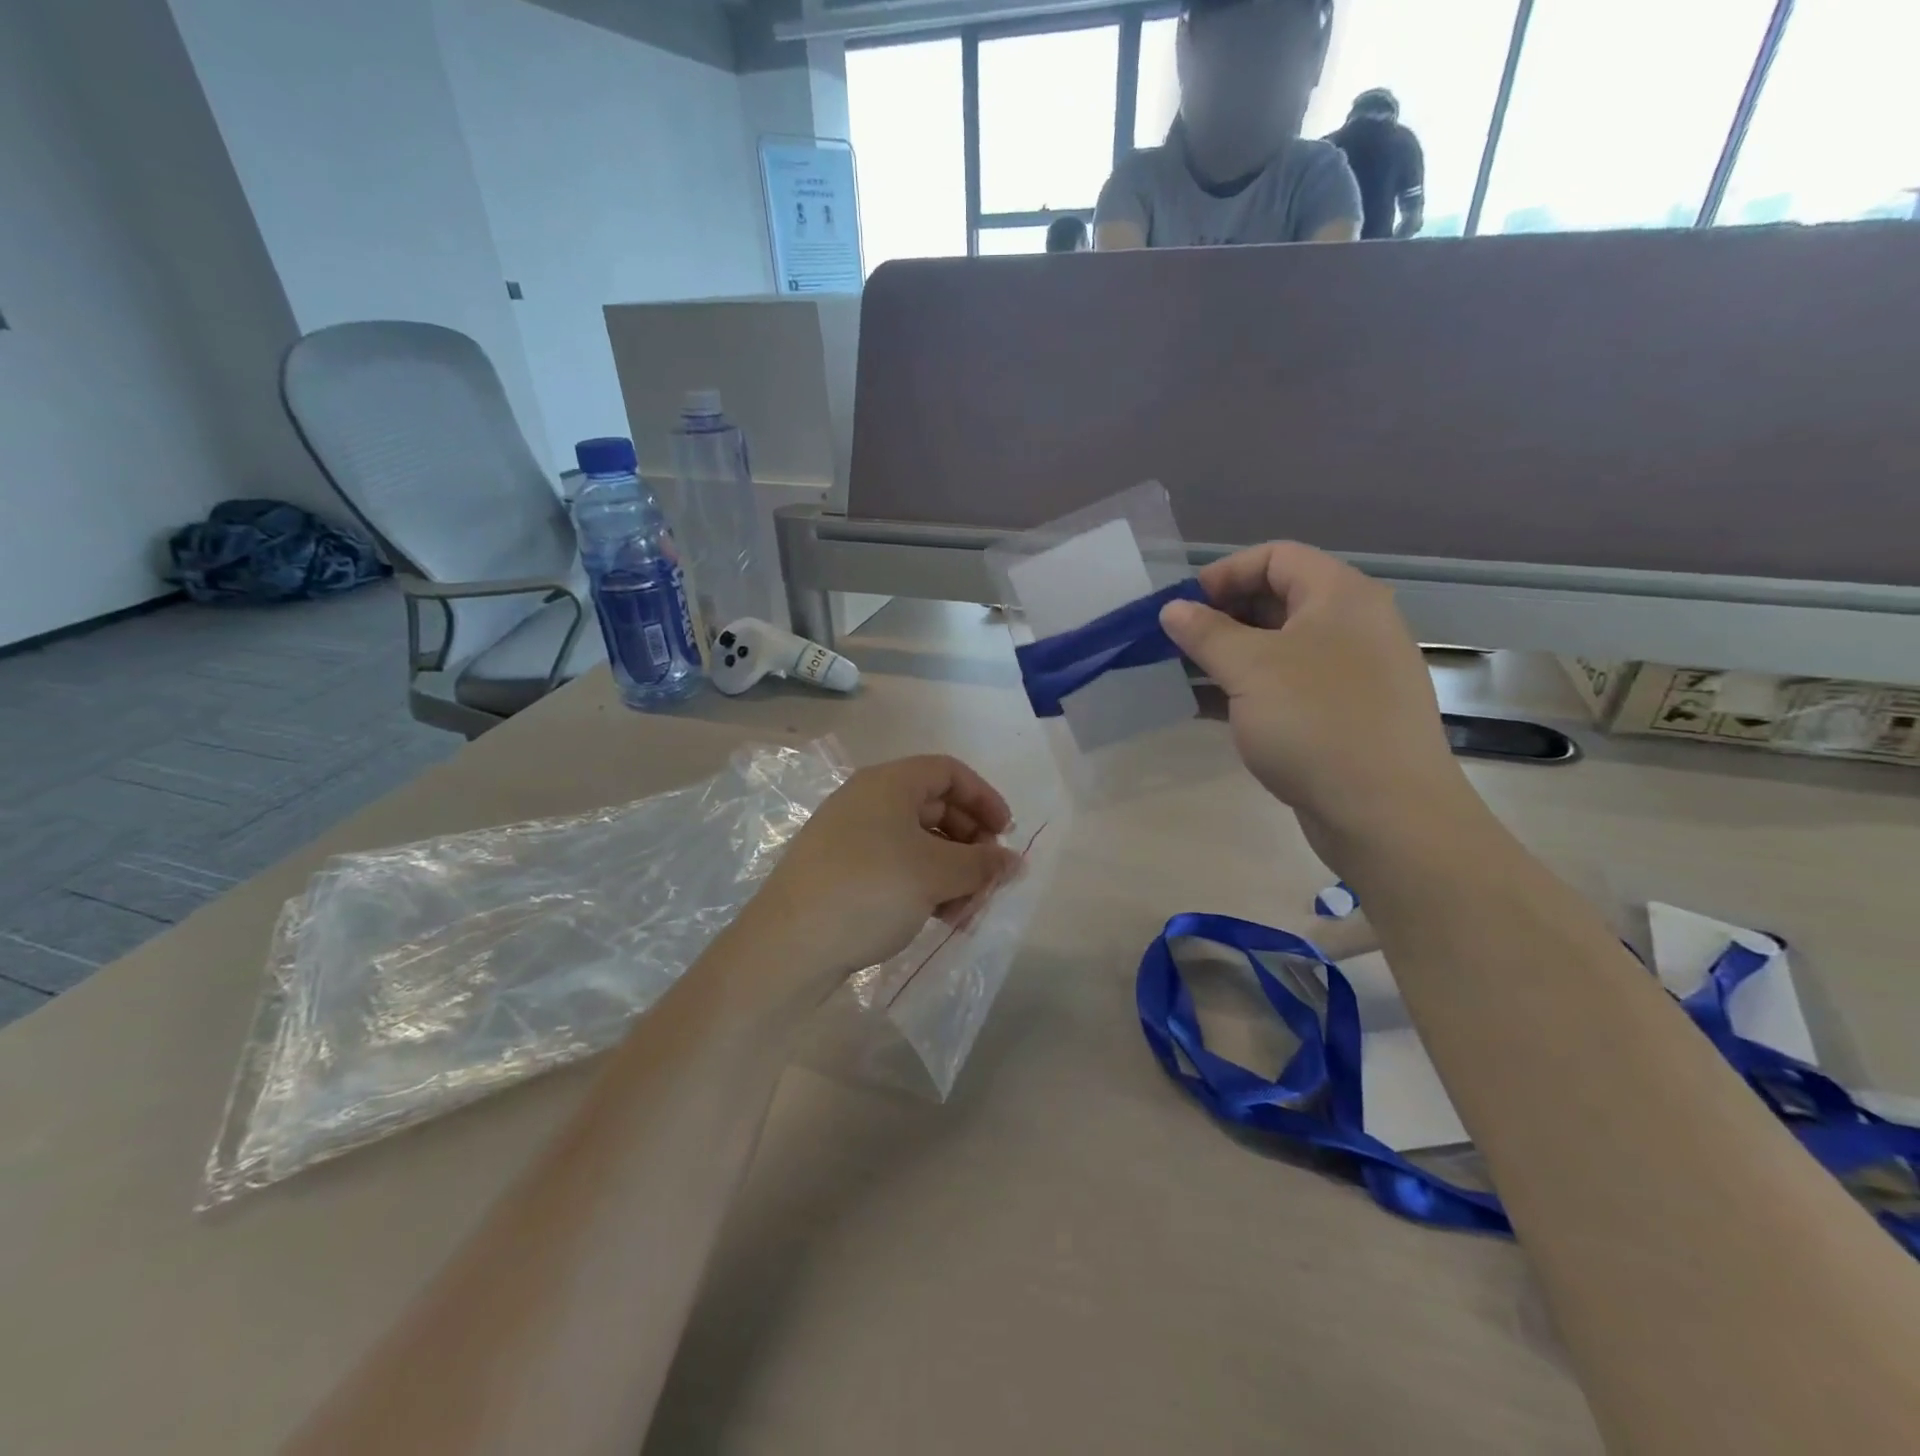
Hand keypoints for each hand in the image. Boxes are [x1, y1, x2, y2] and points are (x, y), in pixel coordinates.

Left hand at [732, 756, 1024, 998]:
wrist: (788, 946)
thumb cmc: (870, 890)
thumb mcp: (936, 874)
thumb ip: (982, 864)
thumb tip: (1014, 862)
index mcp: (888, 783)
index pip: (949, 772)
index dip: (984, 798)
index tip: (1006, 834)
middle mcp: (867, 801)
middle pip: (935, 808)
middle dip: (970, 844)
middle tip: (989, 879)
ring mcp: (849, 837)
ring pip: (917, 843)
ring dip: (951, 873)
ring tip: (966, 913)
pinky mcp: (840, 872)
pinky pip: (895, 866)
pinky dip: (923, 886)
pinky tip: (939, 920)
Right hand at [1159, 542, 1476, 864]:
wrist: (1385, 813)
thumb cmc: (1316, 723)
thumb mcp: (1249, 669)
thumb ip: (1206, 632)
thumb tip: (1174, 609)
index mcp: (1340, 596)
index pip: (1276, 557)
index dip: (1224, 573)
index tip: (1182, 606)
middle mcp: (1352, 625)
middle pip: (1278, 600)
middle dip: (1221, 616)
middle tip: (1176, 642)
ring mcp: (1350, 673)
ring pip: (1279, 648)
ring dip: (1228, 656)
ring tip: (1183, 674)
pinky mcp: (1342, 715)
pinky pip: (1287, 686)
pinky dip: (1248, 689)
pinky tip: (1208, 709)